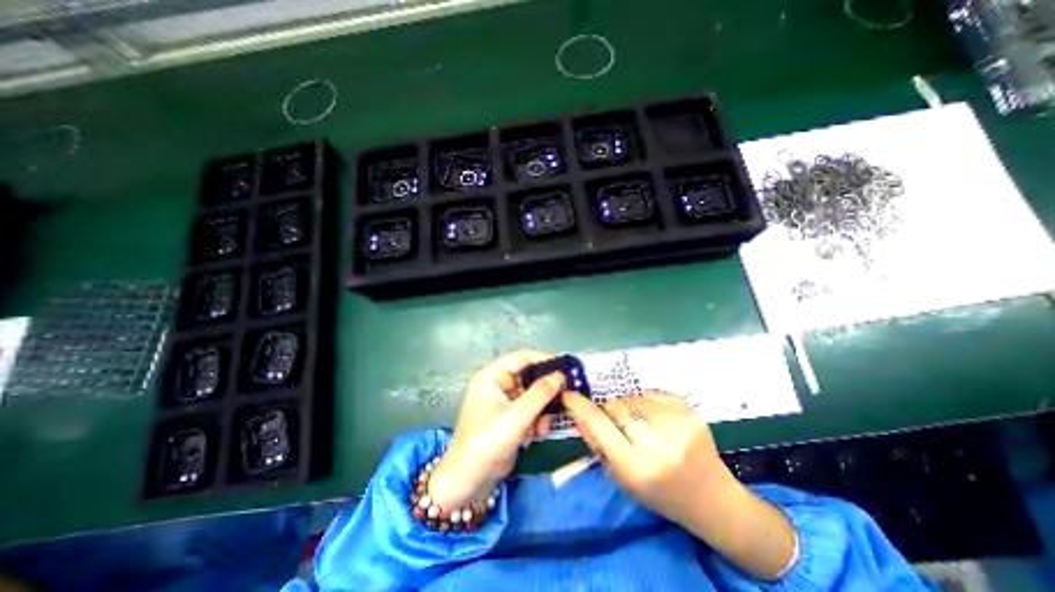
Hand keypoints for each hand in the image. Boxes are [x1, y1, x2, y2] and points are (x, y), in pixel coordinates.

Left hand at [425, 352, 563, 508]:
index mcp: (491, 375)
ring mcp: (504, 399)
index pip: (521, 356)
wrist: (469, 481)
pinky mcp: (510, 414)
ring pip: (533, 393)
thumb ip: (540, 393)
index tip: (567, 366)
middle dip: (545, 390)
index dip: (544, 358)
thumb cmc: (487, 444)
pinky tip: (536, 435)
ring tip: (543, 426)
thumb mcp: (516, 417)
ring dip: (542, 409)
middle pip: (529, 375)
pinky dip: (537, 419)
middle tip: (565, 396)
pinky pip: (530, 408)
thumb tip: (560, 375)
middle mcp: (497, 383)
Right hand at [565, 391, 795, 580]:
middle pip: (615, 406)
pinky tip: (657, 418)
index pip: (598, 425)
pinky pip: (652, 393)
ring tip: (641, 424)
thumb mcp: (622, 478)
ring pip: (632, 397)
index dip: (580, 407)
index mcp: (636, 467)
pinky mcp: (690, 411)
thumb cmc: (660, 493)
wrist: (711, 497)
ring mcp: (677, 424)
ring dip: (628, 406)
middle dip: (609, 411)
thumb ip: (598, 444)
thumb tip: (581, 414)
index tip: (568, 394)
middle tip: (617, 424)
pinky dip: (647, 402)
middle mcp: (657, 444)